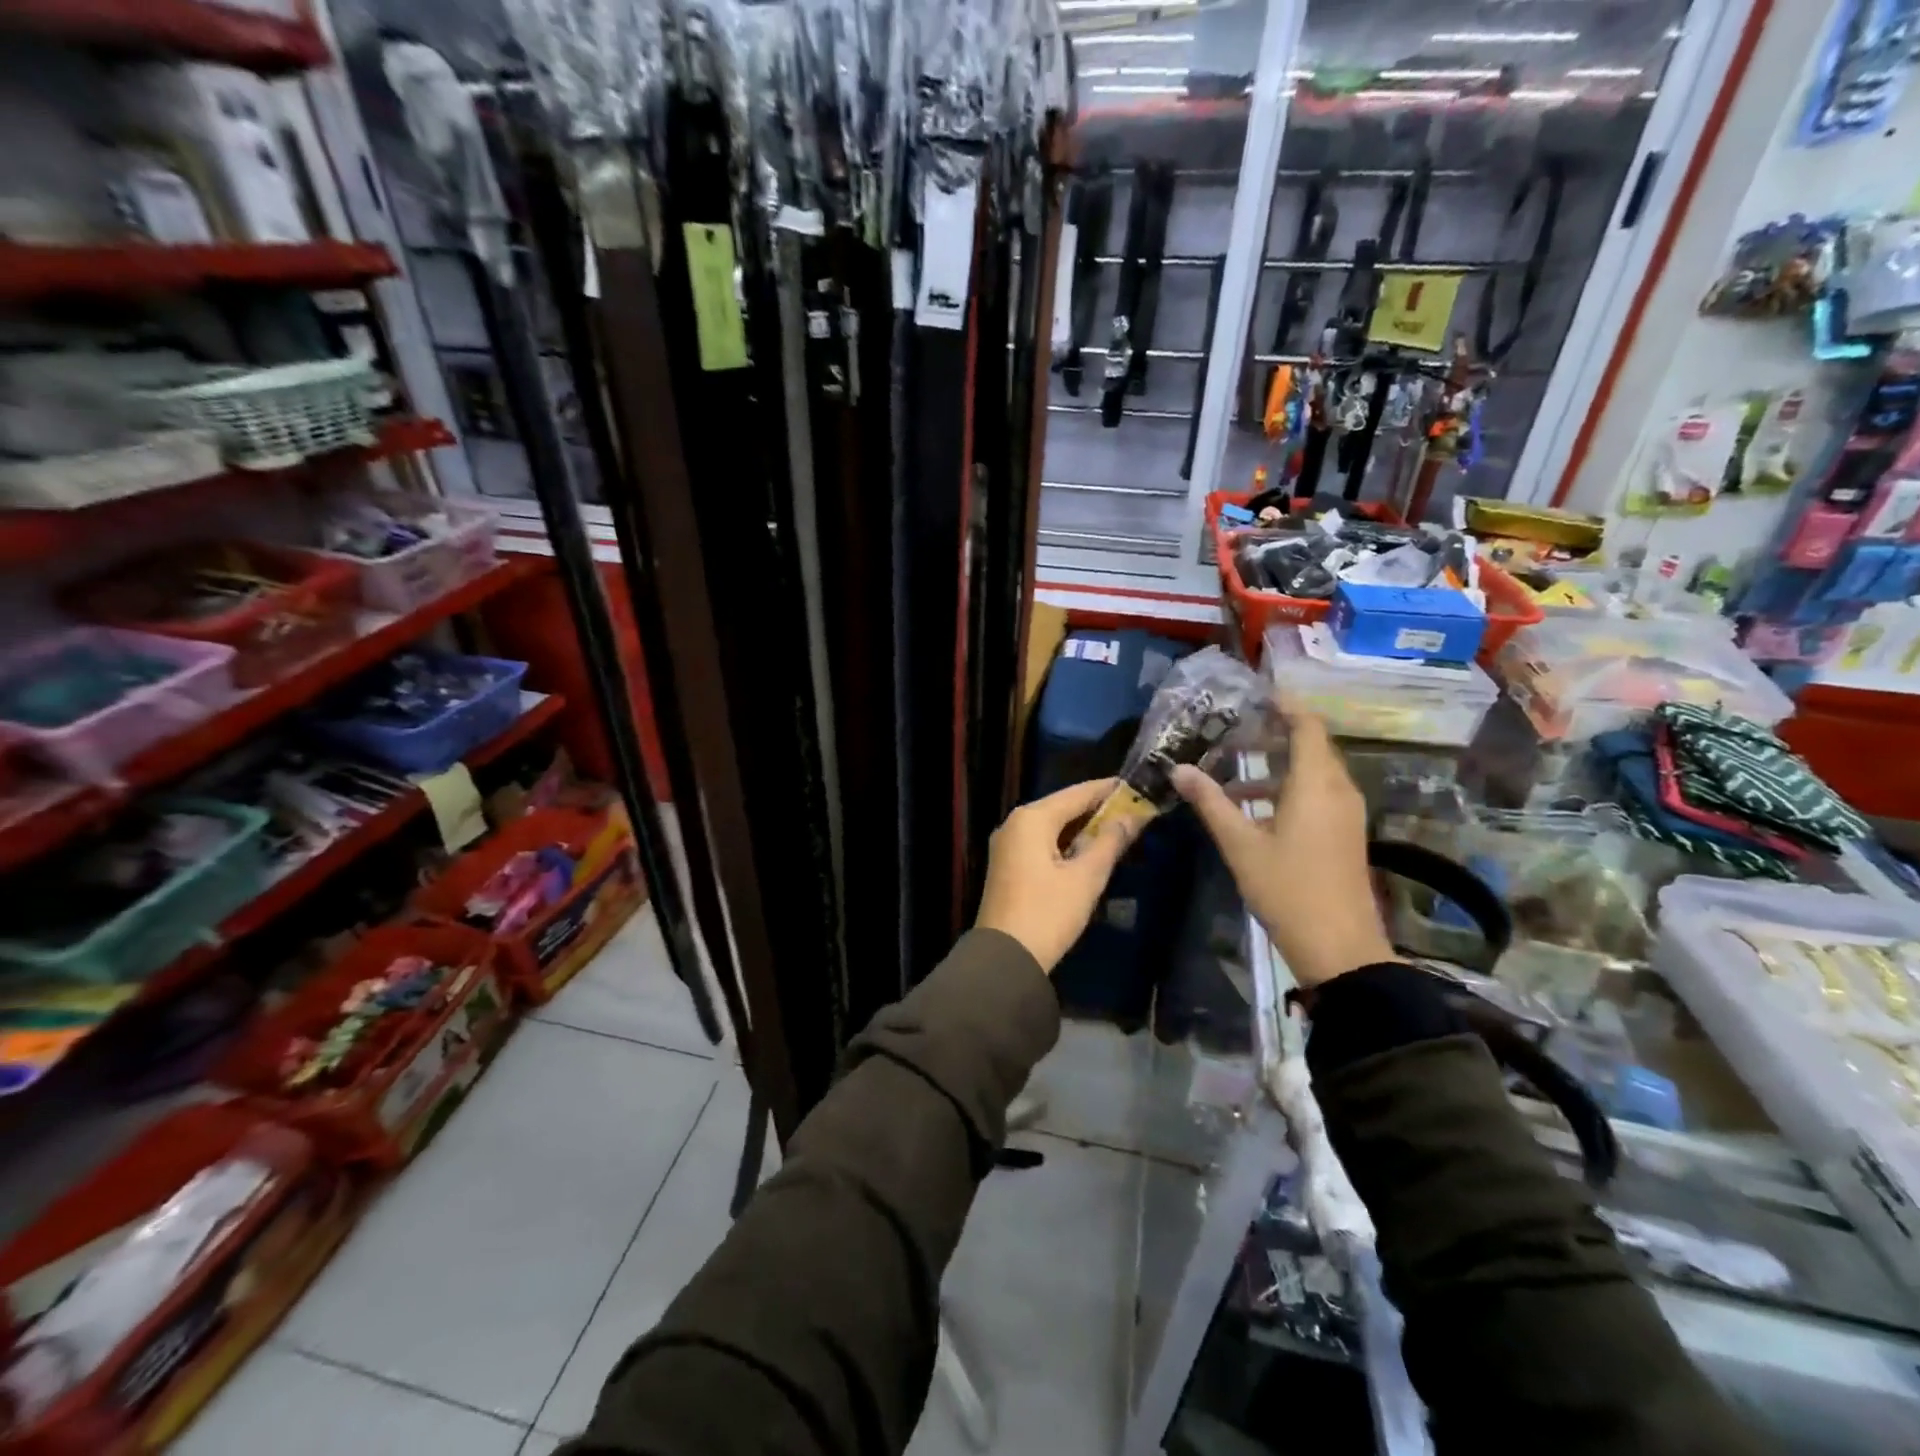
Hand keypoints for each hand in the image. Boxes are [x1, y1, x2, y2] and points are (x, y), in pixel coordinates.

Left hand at [975, 778, 1135, 973]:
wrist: (1005, 958)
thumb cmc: (1048, 913)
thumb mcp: (1086, 877)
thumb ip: (1110, 842)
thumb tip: (1131, 816)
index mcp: (1031, 818)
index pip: (1077, 793)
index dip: (1108, 790)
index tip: (1137, 786)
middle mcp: (1015, 823)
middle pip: (1062, 807)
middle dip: (1097, 809)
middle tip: (1133, 809)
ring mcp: (1007, 845)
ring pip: (1052, 826)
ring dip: (1082, 828)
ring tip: (1118, 829)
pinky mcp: (1008, 866)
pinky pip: (1042, 843)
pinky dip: (1066, 843)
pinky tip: (1088, 851)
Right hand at [1172, 710, 1393, 987]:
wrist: (1339, 948)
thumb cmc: (1287, 890)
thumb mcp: (1240, 845)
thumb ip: (1210, 802)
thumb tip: (1178, 769)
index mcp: (1316, 785)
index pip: (1307, 726)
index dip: (1285, 705)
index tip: (1257, 694)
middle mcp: (1338, 790)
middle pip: (1311, 746)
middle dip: (1274, 733)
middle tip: (1234, 728)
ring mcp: (1346, 813)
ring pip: (1313, 772)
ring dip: (1276, 766)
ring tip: (1233, 769)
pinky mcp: (1345, 834)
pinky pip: (1317, 794)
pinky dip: (1287, 789)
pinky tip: (1252, 809)